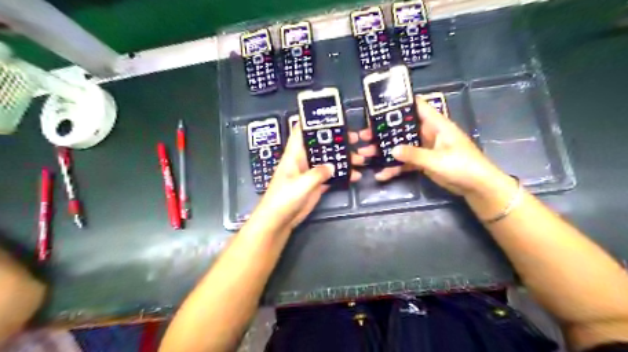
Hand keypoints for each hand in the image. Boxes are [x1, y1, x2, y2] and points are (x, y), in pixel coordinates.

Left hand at [252, 124, 362, 230]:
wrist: (279, 220)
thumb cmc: (284, 198)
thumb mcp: (301, 184)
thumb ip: (318, 173)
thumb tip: (332, 166)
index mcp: (294, 154)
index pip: (302, 132)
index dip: (313, 122)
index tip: (331, 116)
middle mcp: (303, 160)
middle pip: (321, 145)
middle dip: (337, 141)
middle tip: (355, 138)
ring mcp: (310, 173)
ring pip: (328, 160)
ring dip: (343, 159)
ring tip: (360, 158)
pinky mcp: (316, 185)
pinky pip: (331, 176)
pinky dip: (342, 174)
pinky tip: (354, 175)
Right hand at [355, 98, 505, 197]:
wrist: (476, 187)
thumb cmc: (462, 166)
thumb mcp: (437, 159)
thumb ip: (413, 154)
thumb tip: (391, 150)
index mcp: (436, 124)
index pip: (417, 106)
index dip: (400, 103)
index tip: (379, 106)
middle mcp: (428, 133)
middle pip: (402, 128)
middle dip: (383, 132)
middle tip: (363, 135)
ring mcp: (424, 148)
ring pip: (401, 145)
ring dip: (384, 150)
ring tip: (365, 154)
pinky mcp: (423, 162)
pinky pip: (405, 161)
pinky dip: (394, 167)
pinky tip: (381, 174)